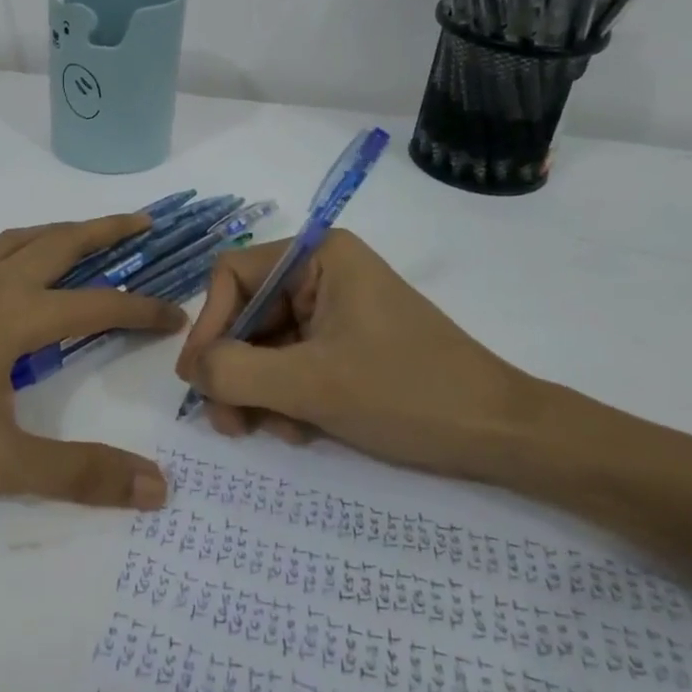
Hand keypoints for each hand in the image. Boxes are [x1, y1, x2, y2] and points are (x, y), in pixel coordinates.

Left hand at [0, 214, 185, 509]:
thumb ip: (78, 473)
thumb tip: (157, 488)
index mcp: (17, 315)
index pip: (99, 304)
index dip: (143, 309)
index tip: (176, 315)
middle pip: (63, 241)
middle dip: (109, 229)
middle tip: (144, 221)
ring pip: (20, 238)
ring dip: (61, 230)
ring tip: (84, 233)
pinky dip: (16, 246)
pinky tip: (6, 269)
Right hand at [174, 230, 533, 482]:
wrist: (501, 435)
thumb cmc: (406, 393)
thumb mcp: (310, 384)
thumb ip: (234, 372)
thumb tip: (190, 369)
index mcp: (319, 256)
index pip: (232, 275)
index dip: (209, 325)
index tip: (198, 380)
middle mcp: (323, 273)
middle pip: (248, 314)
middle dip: (235, 370)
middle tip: (227, 423)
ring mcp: (337, 309)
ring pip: (267, 345)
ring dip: (259, 391)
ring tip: (270, 433)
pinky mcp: (348, 343)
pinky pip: (294, 362)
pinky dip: (286, 397)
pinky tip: (299, 430)